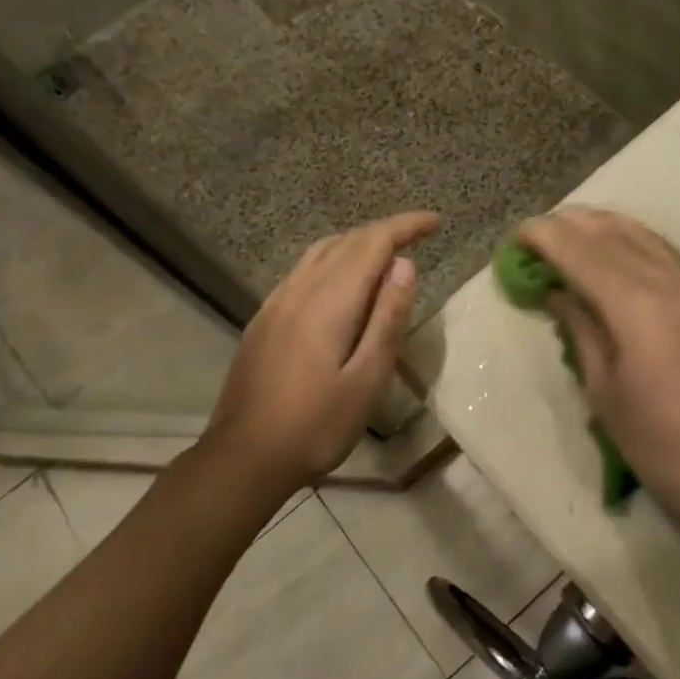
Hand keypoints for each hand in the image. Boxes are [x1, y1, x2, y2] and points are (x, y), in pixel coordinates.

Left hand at [205, 212, 439, 488]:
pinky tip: (341, 283)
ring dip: (356, 243)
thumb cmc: (317, 425)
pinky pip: (303, 271)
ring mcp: (276, 303)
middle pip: (346, 242)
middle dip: (384, 231)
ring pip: (320, 252)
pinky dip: (332, 260)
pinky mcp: (263, 320)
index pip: (372, 244)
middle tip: (418, 236)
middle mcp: (299, 290)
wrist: (245, 456)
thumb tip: (404, 265)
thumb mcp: (367, 379)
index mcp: (329, 302)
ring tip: (385, 255)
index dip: (405, 227)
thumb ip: (387, 319)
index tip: (435, 222)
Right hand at [518, 208, 679, 523]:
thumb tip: (557, 292)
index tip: (517, 235)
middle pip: (613, 233)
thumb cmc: (659, 443)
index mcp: (639, 306)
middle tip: (537, 231)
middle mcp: (671, 282)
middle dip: (571, 225)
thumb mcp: (604, 389)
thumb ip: (581, 329)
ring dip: (602, 226)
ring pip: (643, 235)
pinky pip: (663, 252)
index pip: (583, 253)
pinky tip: (614, 250)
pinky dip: (631, 241)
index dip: (546, 238)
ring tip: (569, 230)